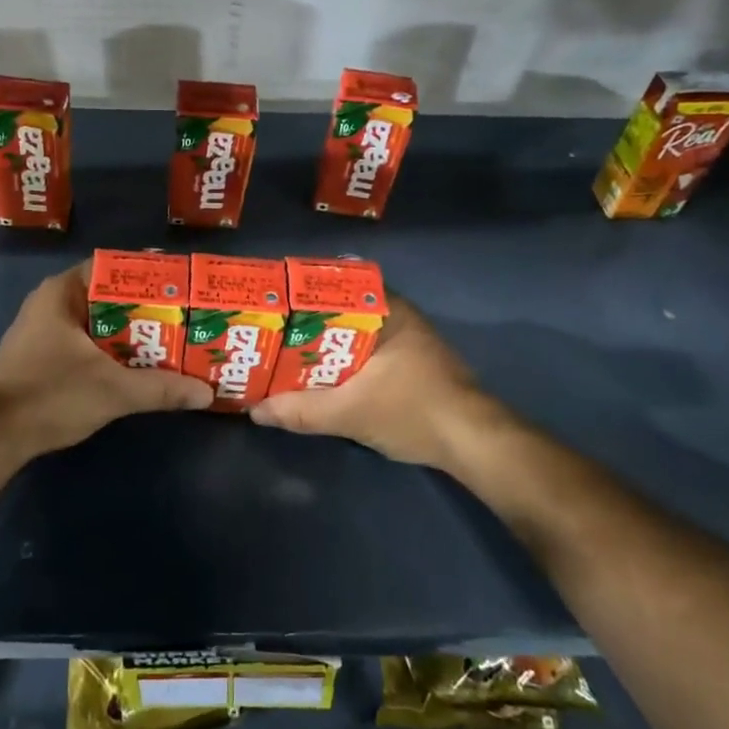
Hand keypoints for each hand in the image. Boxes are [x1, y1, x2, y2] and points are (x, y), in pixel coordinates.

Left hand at [0, 264, 212, 455]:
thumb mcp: (113, 391)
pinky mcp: (40, 357)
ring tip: (171, 341)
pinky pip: (85, 343)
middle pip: (108, 296)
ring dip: (129, 333)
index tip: (181, 287)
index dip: (149, 275)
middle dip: (146, 308)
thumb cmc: (50, 395)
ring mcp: (42, 331)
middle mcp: (50, 303)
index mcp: (62, 293)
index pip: (112, 267)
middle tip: (185, 318)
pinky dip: (110, 350)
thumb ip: (161, 388)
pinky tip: (136, 366)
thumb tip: (206, 393)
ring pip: (97, 323)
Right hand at [250, 294, 511, 468]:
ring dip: (323, 344)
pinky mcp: (411, 362)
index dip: (300, 293)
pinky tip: (320, 376)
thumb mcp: (350, 413)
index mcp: (386, 309)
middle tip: (270, 333)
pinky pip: (365, 350)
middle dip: (305, 322)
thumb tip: (255, 410)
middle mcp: (397, 315)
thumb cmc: (414, 411)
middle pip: (339, 310)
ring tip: (285, 353)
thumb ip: (301, 411)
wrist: (474, 443)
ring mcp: (407, 338)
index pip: (334, 284)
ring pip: (352, 332)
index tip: (272, 305)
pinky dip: (342, 359)